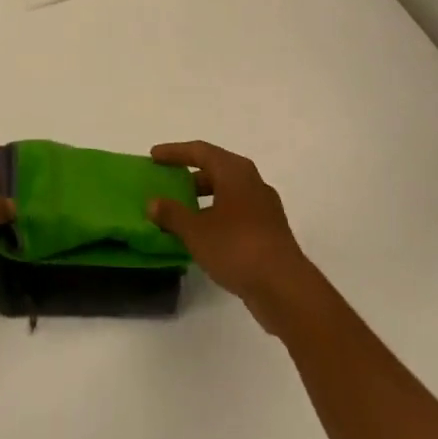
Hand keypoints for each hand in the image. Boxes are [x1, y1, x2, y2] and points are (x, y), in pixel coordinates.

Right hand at [147, 141, 318, 332]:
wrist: (285, 287)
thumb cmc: (237, 247)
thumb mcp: (196, 231)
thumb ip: (172, 214)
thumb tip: (153, 202)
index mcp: (235, 171)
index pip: (200, 151)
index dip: (175, 152)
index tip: (153, 156)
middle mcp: (252, 182)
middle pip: (216, 169)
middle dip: (190, 174)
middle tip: (167, 183)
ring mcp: (264, 207)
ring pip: (228, 192)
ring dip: (203, 198)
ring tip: (181, 212)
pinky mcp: (270, 231)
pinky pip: (237, 212)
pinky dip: (217, 215)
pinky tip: (203, 235)